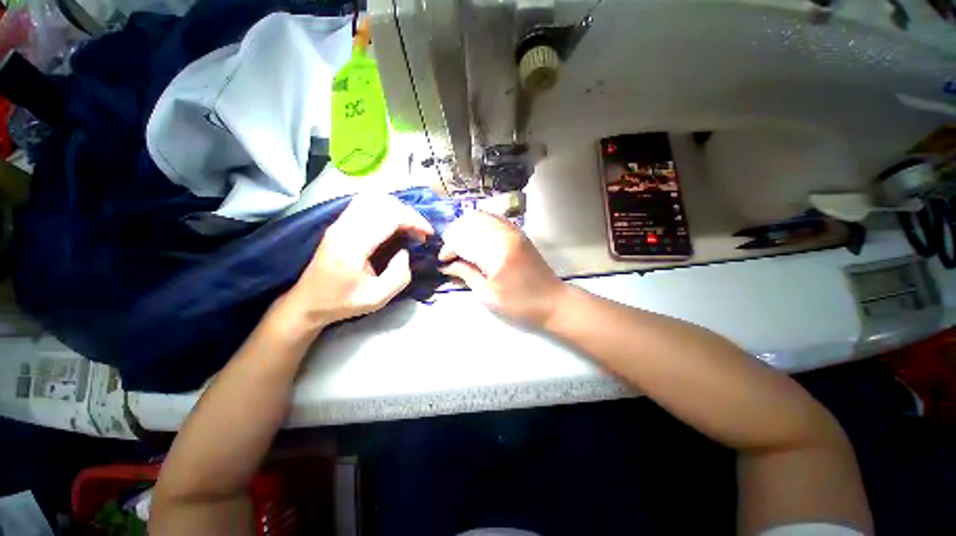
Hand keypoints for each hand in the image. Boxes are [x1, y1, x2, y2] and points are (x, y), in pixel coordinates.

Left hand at [273, 194, 433, 337]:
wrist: (307, 303)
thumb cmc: (342, 302)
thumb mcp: (377, 298)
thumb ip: (399, 275)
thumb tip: (405, 252)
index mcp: (353, 245)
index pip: (389, 216)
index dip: (414, 220)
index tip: (428, 234)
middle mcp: (344, 227)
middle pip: (382, 202)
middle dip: (408, 213)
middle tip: (420, 232)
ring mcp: (339, 223)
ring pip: (372, 199)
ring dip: (396, 209)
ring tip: (408, 227)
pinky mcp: (339, 225)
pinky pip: (365, 205)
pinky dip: (385, 210)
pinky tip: (392, 225)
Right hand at [439, 210, 566, 326]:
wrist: (553, 302)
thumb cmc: (520, 304)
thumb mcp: (488, 295)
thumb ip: (466, 274)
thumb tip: (446, 265)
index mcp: (498, 251)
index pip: (464, 238)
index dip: (449, 248)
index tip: (443, 261)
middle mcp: (506, 233)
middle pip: (471, 221)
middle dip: (455, 235)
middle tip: (451, 254)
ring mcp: (515, 230)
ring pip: (482, 216)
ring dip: (466, 228)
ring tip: (461, 247)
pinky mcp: (519, 233)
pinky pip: (494, 219)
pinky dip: (480, 225)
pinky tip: (476, 239)